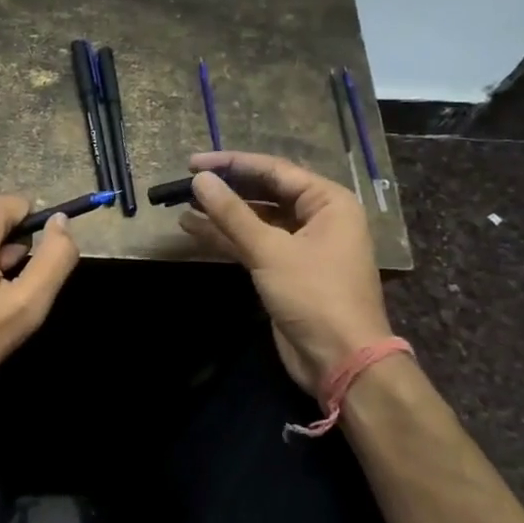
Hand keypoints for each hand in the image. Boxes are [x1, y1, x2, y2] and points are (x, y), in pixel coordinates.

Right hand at [179, 151, 392, 394]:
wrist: (340, 359)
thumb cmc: (314, 295)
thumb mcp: (270, 250)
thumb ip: (232, 213)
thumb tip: (200, 180)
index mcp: (328, 202)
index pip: (274, 170)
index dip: (232, 164)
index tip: (193, 163)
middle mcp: (318, 217)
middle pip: (264, 193)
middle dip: (226, 189)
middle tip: (186, 183)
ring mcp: (301, 245)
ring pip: (255, 220)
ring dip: (221, 215)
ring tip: (183, 205)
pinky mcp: (285, 270)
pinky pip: (252, 244)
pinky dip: (226, 238)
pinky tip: (194, 230)